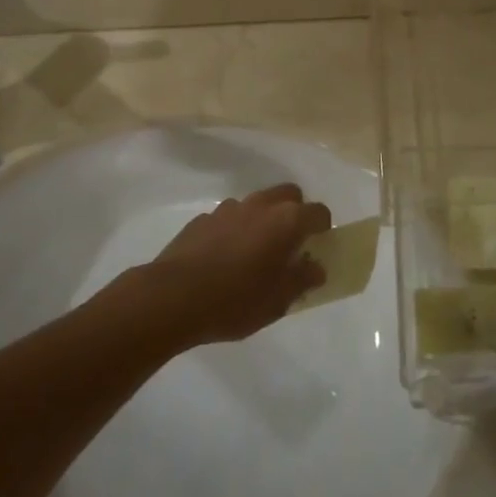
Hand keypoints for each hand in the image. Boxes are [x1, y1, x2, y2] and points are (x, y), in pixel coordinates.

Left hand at [144, 183, 329, 345]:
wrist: (172, 297)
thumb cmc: (235, 301)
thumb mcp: (278, 301)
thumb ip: (302, 280)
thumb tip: (316, 268)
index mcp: (286, 221)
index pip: (318, 212)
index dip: (323, 229)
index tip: (317, 249)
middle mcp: (261, 205)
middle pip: (289, 195)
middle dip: (295, 213)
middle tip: (290, 244)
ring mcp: (228, 208)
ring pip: (257, 204)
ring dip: (263, 220)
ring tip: (254, 254)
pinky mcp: (202, 219)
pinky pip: (229, 218)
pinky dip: (234, 230)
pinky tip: (223, 259)